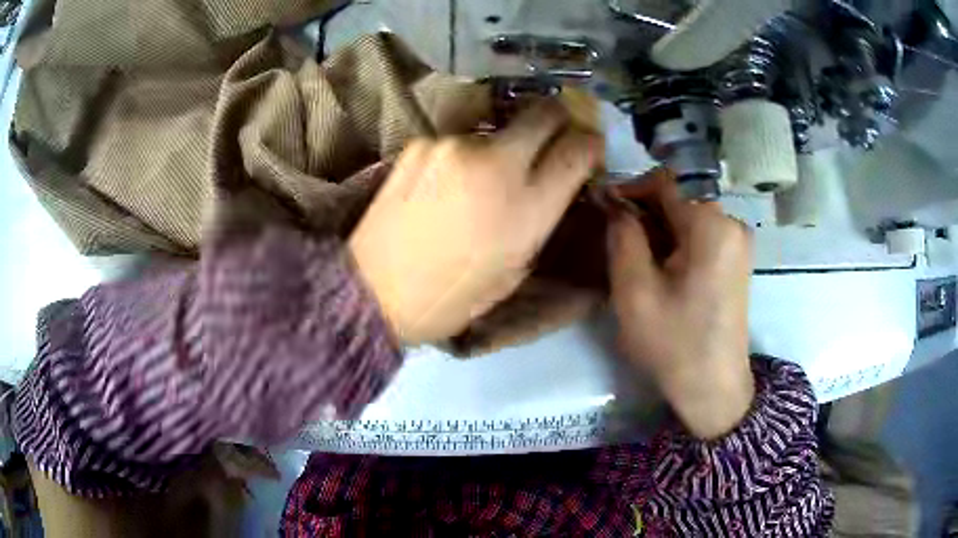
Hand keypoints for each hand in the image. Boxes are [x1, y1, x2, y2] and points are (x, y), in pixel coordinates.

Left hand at [349, 101, 602, 344]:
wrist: (375, 291)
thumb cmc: (452, 295)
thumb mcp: (516, 269)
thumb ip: (543, 217)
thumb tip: (559, 183)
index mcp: (527, 207)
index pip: (579, 148)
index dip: (591, 143)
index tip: (589, 147)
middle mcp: (497, 163)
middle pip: (545, 111)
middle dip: (559, 118)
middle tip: (554, 136)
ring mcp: (454, 146)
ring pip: (500, 127)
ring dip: (505, 145)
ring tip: (483, 177)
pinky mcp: (421, 143)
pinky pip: (460, 140)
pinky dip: (465, 156)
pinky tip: (448, 183)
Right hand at [607, 170, 754, 438]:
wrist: (713, 388)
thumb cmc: (674, 343)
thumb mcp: (635, 290)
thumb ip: (622, 235)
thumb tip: (613, 200)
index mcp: (711, 224)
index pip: (666, 180)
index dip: (631, 187)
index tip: (603, 206)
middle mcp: (731, 222)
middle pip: (680, 196)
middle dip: (644, 210)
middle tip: (614, 236)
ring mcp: (738, 241)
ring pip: (689, 215)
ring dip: (658, 227)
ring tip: (633, 256)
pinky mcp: (736, 259)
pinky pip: (701, 233)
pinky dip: (676, 240)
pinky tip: (659, 268)